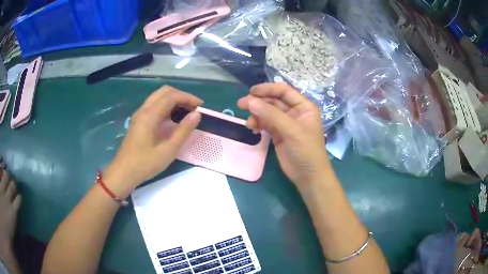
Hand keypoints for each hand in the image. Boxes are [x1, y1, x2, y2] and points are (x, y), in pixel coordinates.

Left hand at [104, 86, 201, 197]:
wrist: (123, 173)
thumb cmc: (145, 164)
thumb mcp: (168, 150)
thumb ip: (183, 131)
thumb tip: (197, 114)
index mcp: (150, 115)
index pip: (171, 96)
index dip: (188, 98)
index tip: (201, 106)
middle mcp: (143, 110)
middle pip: (164, 92)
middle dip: (181, 96)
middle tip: (193, 108)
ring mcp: (139, 115)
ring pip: (158, 97)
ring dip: (173, 100)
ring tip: (186, 112)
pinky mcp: (138, 121)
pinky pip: (154, 105)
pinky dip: (166, 106)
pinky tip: (172, 119)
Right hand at [237, 83, 329, 189]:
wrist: (308, 175)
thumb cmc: (306, 150)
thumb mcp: (291, 130)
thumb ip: (271, 114)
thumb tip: (249, 101)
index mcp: (304, 106)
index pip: (284, 91)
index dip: (268, 89)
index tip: (251, 92)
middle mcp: (294, 112)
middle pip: (274, 101)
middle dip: (258, 102)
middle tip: (241, 104)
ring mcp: (286, 123)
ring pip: (267, 112)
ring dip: (256, 114)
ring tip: (249, 123)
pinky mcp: (278, 134)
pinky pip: (265, 123)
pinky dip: (258, 123)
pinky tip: (252, 128)